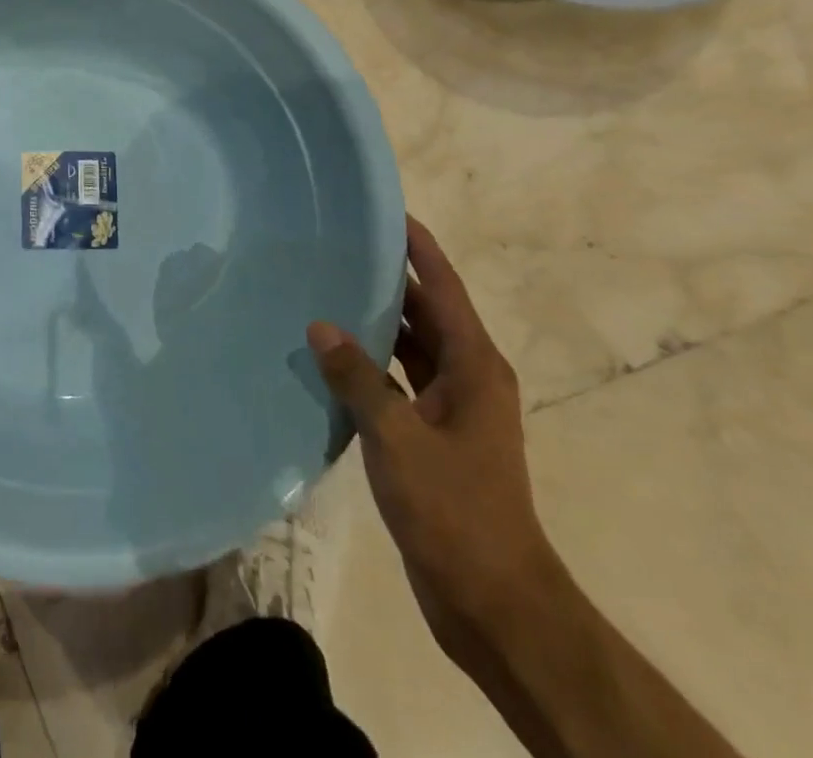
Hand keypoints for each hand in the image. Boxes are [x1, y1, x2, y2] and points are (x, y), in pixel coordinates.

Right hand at [309, 217, 561, 668]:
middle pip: (426, 313)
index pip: (444, 288)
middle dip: (389, 279)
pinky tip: (330, 356)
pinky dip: (369, 364)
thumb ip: (357, 378)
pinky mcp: (432, 437)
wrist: (492, 600)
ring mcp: (451, 410)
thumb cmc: (455, 509)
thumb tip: (320, 324)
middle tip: (338, 245)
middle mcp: (468, 378)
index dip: (420, 248)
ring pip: (409, 347)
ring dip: (375, 322)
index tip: (388, 211)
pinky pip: (397, 381)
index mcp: (475, 367)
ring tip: (325, 288)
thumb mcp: (398, 437)